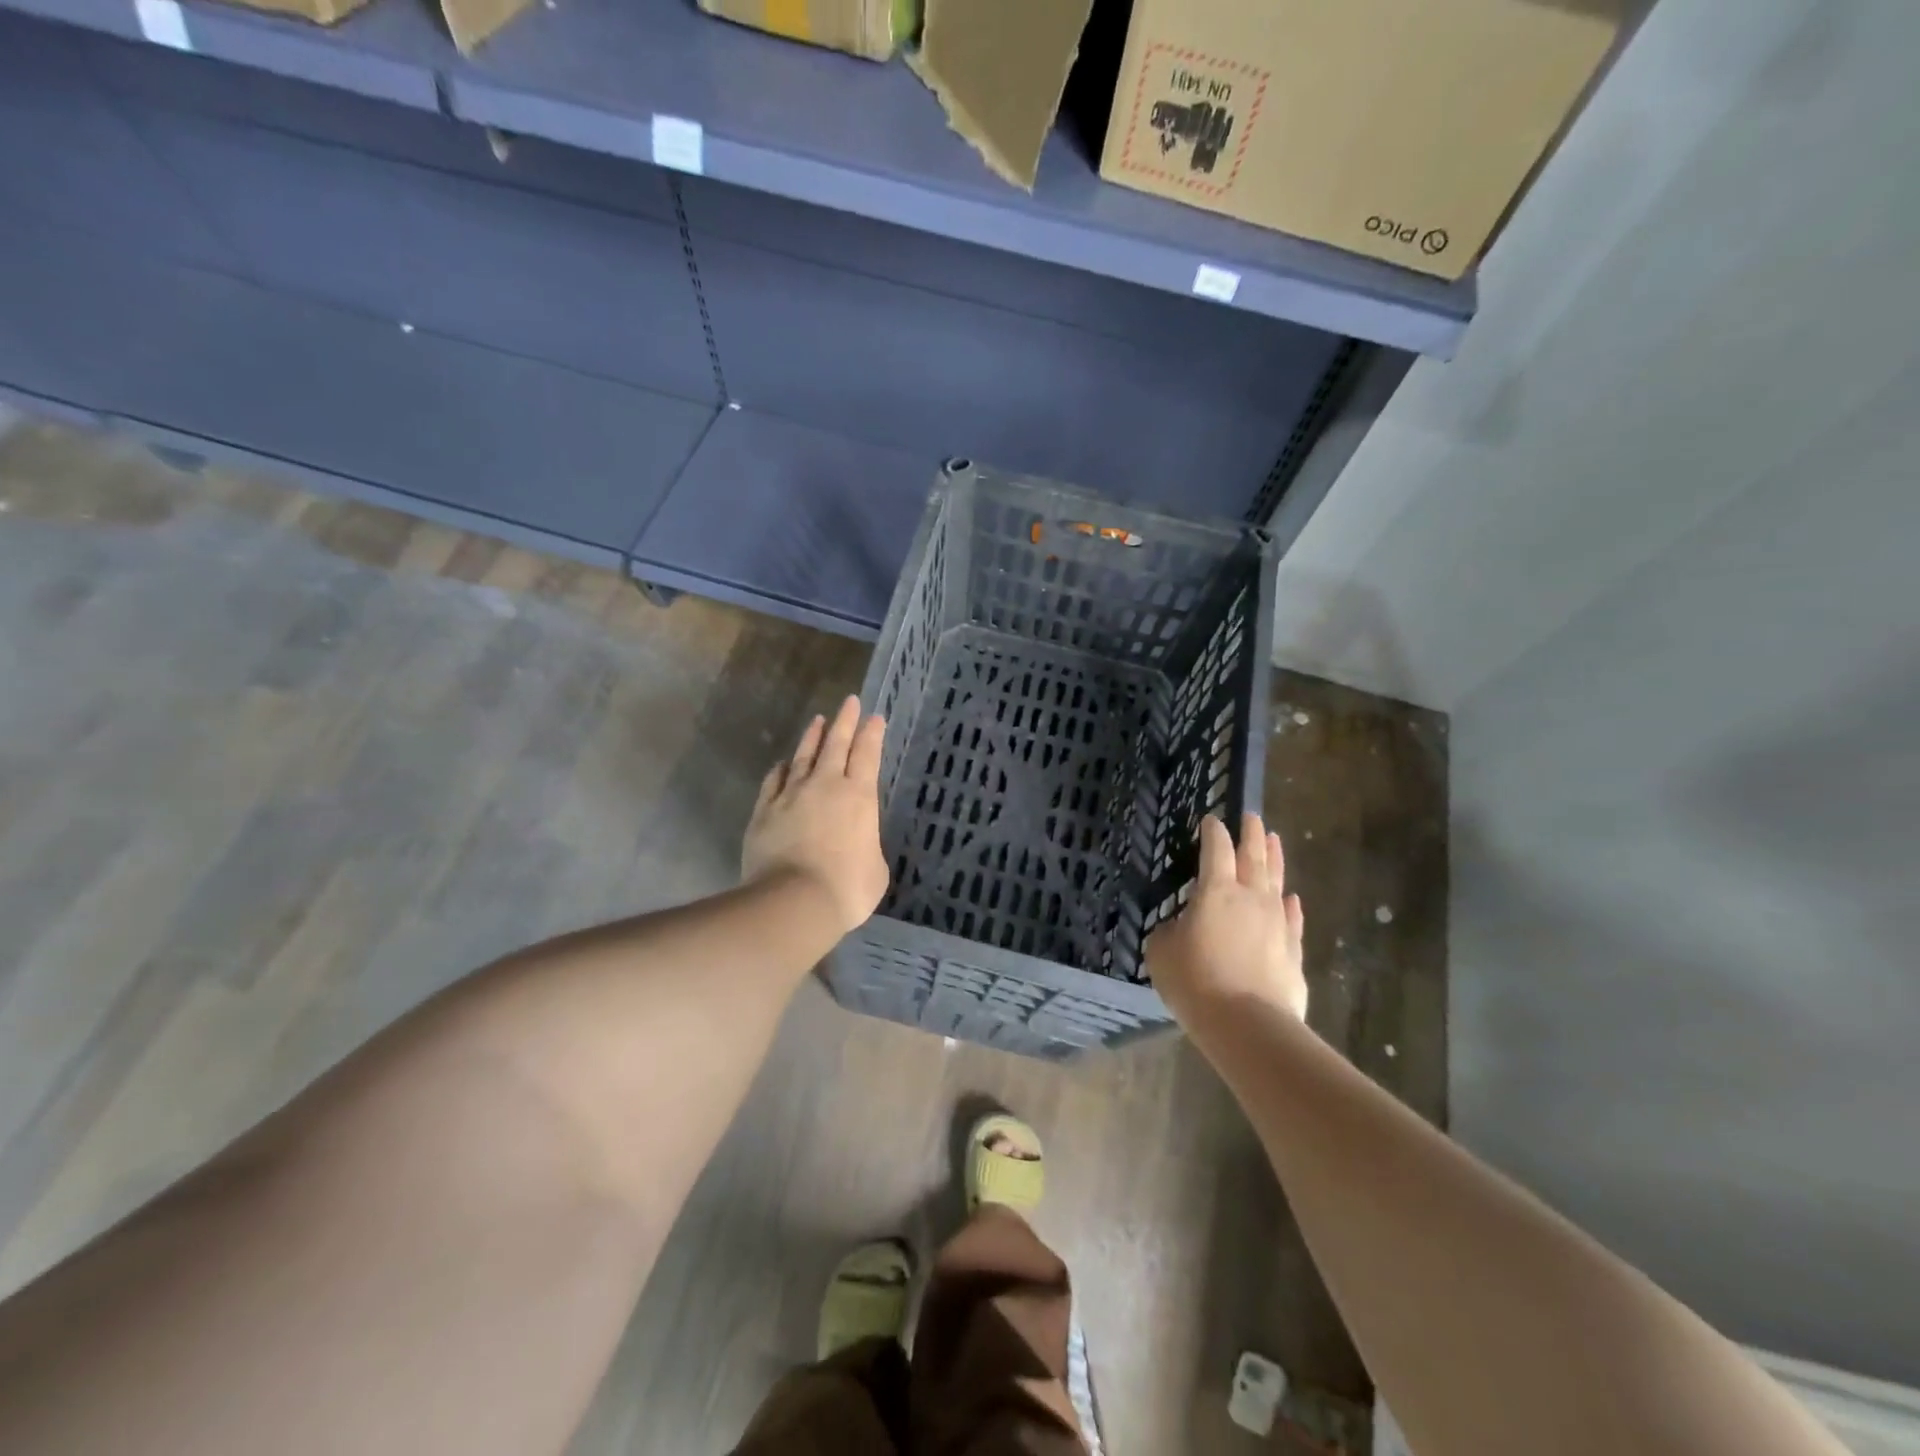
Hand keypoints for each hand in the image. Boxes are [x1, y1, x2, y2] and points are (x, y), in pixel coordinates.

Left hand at [741, 695, 889, 938]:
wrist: (793, 901)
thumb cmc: (846, 888)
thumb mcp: (876, 869)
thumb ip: (868, 846)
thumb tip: (857, 843)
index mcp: (859, 796)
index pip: (868, 755)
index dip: (872, 734)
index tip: (875, 717)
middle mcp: (826, 786)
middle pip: (836, 744)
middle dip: (845, 721)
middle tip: (849, 702)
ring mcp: (791, 795)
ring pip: (804, 756)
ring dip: (812, 737)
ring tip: (818, 721)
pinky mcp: (764, 811)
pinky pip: (774, 781)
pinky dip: (781, 770)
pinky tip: (782, 764)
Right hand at [1145, 812, 1306, 1027]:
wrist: (1247, 1024)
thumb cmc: (1195, 980)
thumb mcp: (1162, 951)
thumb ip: (1170, 931)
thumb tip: (1181, 927)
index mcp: (1216, 891)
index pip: (1215, 850)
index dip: (1213, 832)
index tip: (1211, 819)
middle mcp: (1250, 898)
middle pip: (1253, 857)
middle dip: (1251, 834)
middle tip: (1252, 816)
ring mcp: (1277, 923)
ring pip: (1276, 882)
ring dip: (1274, 859)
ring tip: (1274, 840)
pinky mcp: (1292, 951)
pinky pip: (1292, 919)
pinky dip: (1290, 906)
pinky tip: (1291, 899)